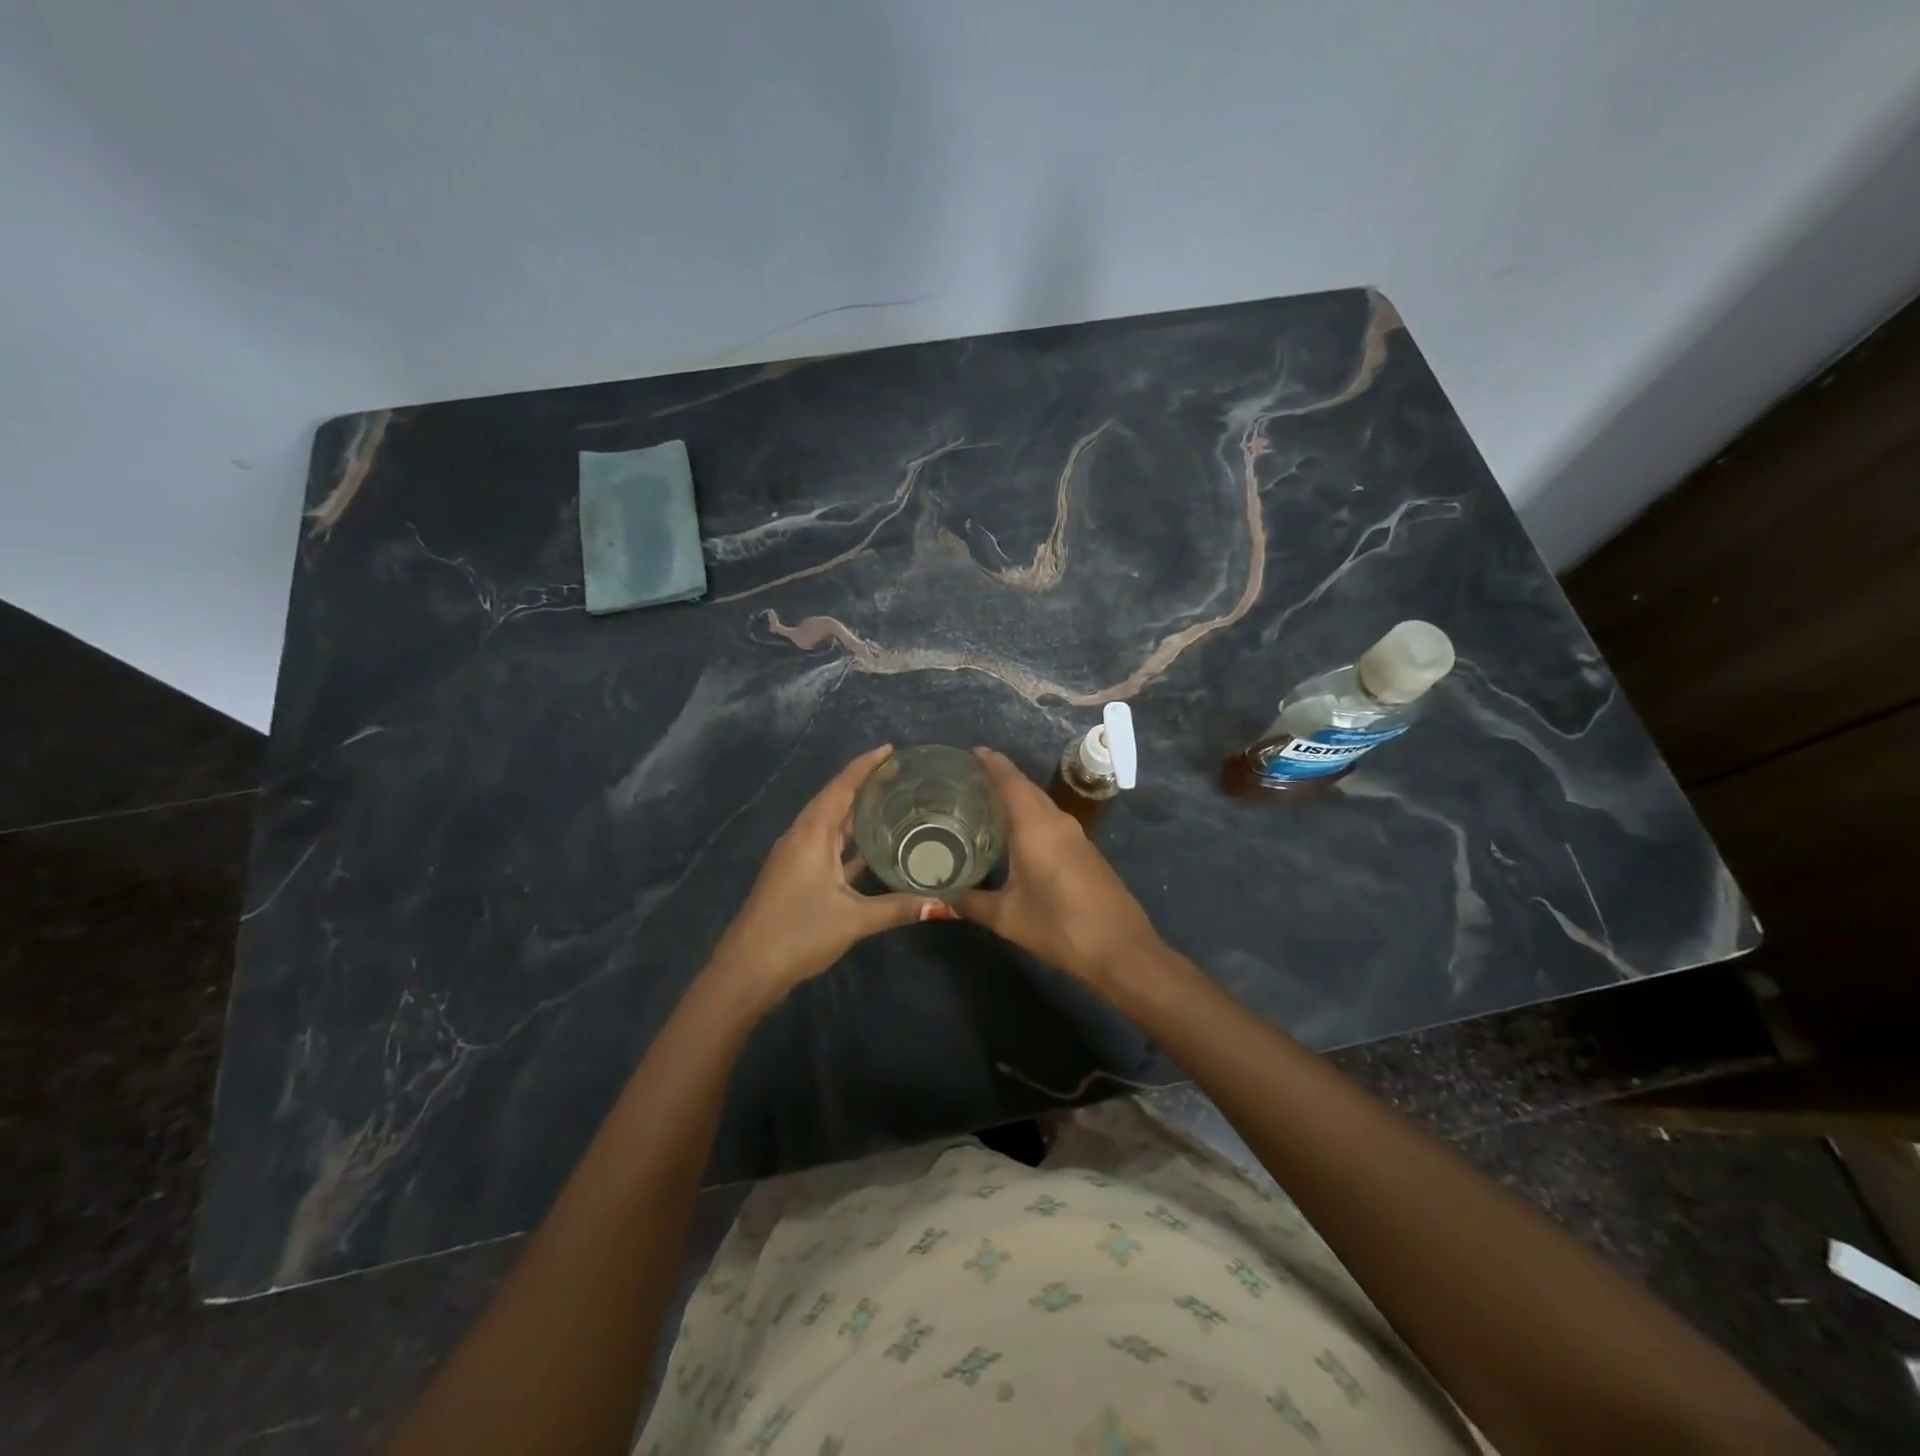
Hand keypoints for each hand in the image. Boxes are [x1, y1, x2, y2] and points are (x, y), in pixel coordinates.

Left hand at [708, 745, 940, 1005]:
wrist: (747, 970)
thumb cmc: (798, 933)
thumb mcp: (853, 920)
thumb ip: (898, 908)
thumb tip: (945, 904)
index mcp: (811, 835)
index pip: (841, 788)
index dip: (865, 766)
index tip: (890, 749)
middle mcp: (801, 837)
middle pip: (834, 800)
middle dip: (863, 784)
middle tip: (899, 774)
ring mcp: (795, 857)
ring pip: (830, 824)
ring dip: (855, 812)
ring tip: (890, 801)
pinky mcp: (795, 876)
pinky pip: (826, 845)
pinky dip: (848, 840)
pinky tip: (871, 847)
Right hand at [957, 747, 1162, 987]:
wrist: (1120, 949)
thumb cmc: (1059, 927)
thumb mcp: (1007, 917)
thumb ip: (970, 903)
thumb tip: (939, 897)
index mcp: (1036, 827)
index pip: (1011, 781)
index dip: (992, 763)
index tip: (972, 752)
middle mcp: (1057, 822)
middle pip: (1027, 789)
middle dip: (1001, 778)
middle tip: (969, 780)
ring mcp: (1076, 836)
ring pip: (1041, 805)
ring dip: (1018, 798)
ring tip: (986, 804)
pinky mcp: (1086, 852)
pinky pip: (1052, 821)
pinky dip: (1031, 817)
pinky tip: (1015, 835)